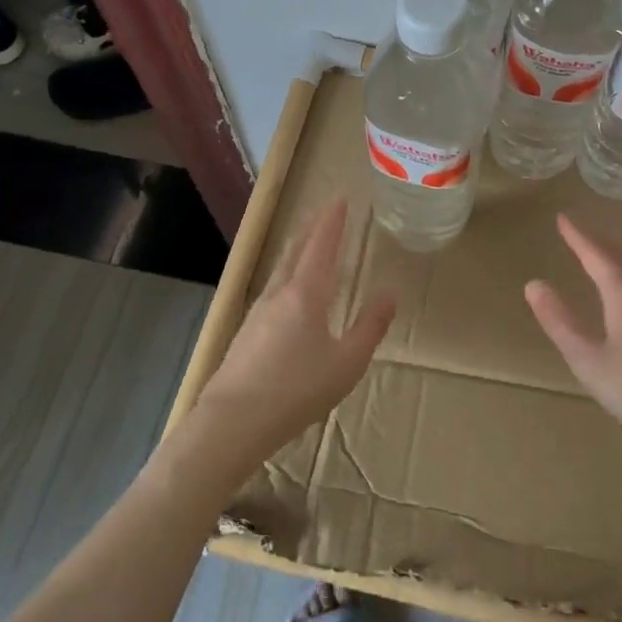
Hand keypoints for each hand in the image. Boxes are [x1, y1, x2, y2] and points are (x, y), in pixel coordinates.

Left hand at [194, 198, 395, 465]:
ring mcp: (257, 313)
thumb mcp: (347, 362)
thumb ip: (370, 326)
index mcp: (305, 293)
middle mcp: (278, 294)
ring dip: (297, 251)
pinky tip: (288, 294)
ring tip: (308, 245)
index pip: (320, 245)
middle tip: (325, 212)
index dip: (331, 221)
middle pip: (295, 251)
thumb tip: (390, 293)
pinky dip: (287, 276)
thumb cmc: (297, 390)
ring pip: (281, 270)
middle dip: (312, 229)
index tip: (339, 198)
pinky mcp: (245, 334)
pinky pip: (272, 290)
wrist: (232, 423)